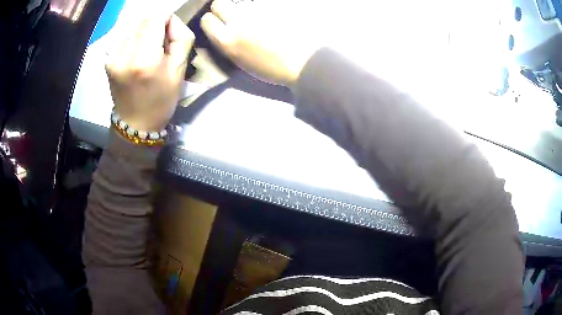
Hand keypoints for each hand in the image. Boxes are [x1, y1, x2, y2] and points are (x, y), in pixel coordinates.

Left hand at [106, 14, 193, 131]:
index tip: (169, 30)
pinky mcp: (107, 60)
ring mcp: (113, 57)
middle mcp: (125, 55)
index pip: (156, 16)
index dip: (166, 18)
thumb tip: (170, 19)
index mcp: (146, 59)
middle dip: (155, 24)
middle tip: (159, 42)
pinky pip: (123, 36)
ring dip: (143, 31)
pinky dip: (132, 39)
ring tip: (147, 49)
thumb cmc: (162, 99)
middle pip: (143, 19)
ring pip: (133, 26)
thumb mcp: (180, 68)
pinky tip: (135, 53)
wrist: (135, 123)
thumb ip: (180, 36)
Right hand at [200, 0, 320, 86]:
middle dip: (221, 7)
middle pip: (219, 3)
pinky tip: (268, 17)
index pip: (207, 20)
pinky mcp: (271, 6)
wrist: (303, 62)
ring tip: (255, 19)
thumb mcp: (241, 61)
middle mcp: (238, 22)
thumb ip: (228, 43)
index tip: (217, 23)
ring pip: (240, 3)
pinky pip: (258, 4)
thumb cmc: (272, 68)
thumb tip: (222, 30)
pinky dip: (259, 9)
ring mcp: (255, 12)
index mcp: (227, 41)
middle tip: (230, 14)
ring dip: (243, 9)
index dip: (211, 20)